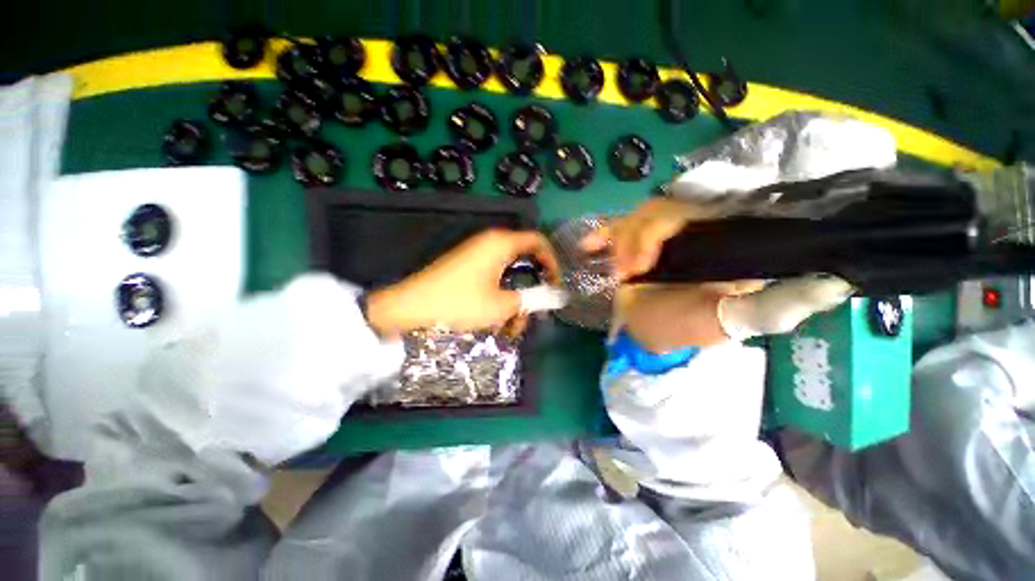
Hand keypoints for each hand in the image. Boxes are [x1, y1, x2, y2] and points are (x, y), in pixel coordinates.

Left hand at [365, 230, 558, 336]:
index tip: (555, 287)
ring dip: (515, 301)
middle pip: (524, 261)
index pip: (539, 242)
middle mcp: (490, 243)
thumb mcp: (501, 305)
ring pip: (508, 275)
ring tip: (510, 329)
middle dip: (532, 289)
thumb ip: (533, 299)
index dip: (553, 263)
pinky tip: (496, 321)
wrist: (408, 309)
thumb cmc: (459, 303)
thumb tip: (558, 296)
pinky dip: (500, 298)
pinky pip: (493, 279)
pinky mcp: (466, 268)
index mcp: (501, 243)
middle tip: (533, 314)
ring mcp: (476, 255)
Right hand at [586, 198, 853, 348]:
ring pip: (639, 215)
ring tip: (621, 274)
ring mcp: (660, 237)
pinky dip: (601, 234)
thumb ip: (772, 306)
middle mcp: (694, 231)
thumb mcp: (729, 321)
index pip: (709, 205)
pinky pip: (615, 229)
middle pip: (666, 206)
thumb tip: (833, 283)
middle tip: (631, 272)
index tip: (651, 254)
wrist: (652, 338)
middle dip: (641, 236)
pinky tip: (588, 246)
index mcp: (724, 242)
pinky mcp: (635, 246)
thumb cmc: (688, 330)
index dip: (675, 217)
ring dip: (623, 241)